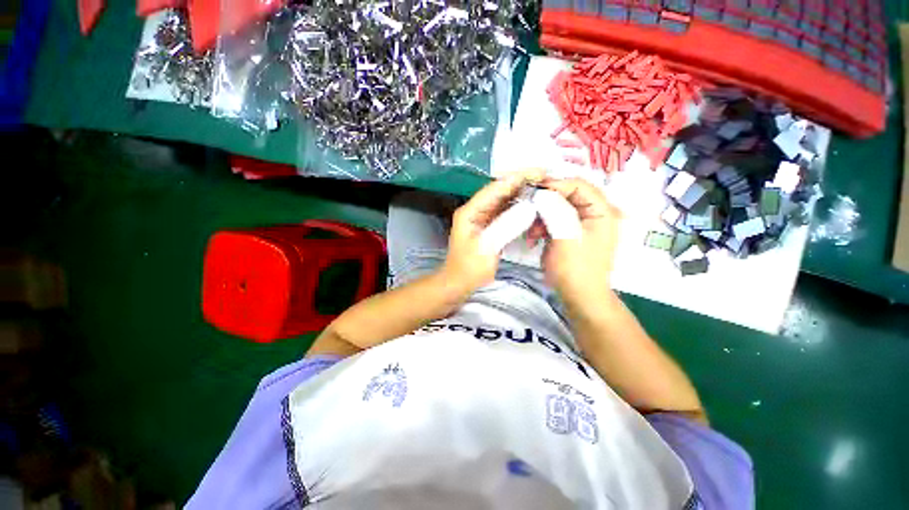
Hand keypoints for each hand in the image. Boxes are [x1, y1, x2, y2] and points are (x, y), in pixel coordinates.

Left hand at [441, 169, 545, 292]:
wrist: (459, 283)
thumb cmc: (469, 268)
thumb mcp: (487, 247)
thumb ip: (507, 225)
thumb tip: (529, 207)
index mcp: (470, 211)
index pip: (494, 189)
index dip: (516, 179)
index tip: (538, 172)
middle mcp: (475, 210)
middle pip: (499, 191)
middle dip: (520, 183)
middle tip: (544, 177)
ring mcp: (481, 218)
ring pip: (503, 201)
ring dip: (520, 194)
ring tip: (541, 187)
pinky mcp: (488, 226)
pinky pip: (504, 212)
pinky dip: (517, 208)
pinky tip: (530, 205)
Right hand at [535, 178, 620, 303]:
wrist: (578, 296)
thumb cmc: (575, 269)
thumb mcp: (566, 237)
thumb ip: (556, 210)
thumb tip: (542, 192)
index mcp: (602, 211)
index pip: (579, 185)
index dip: (556, 184)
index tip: (533, 190)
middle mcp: (594, 213)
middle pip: (567, 195)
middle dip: (545, 204)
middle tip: (528, 210)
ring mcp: (581, 224)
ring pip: (557, 208)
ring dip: (540, 218)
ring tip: (531, 234)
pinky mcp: (569, 233)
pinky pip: (553, 221)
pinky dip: (541, 227)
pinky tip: (533, 239)